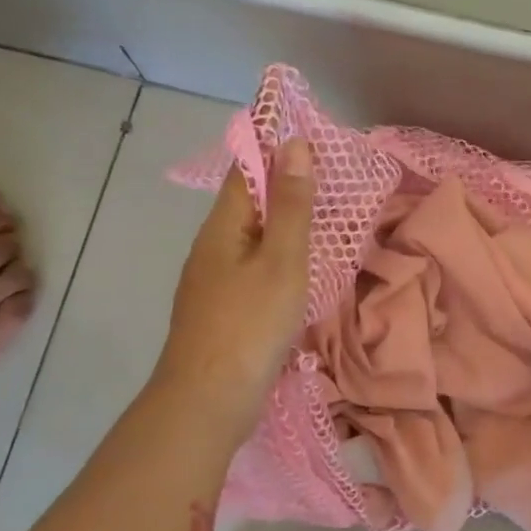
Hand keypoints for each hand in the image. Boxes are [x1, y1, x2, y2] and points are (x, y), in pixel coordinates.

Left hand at [153, 138, 314, 433]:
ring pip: (250, 239)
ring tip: (316, 217)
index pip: (247, 170)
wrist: (207, 400)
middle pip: (247, 204)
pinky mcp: (221, 312)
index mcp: (223, 227)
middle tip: (323, 174)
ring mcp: (212, 283)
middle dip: (280, 184)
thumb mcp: (281, 261)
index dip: (271, 146)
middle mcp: (212, 248)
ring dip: (280, 223)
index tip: (303, 130)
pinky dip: (276, 258)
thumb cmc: (249, 324)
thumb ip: (291, 206)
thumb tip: (293, 144)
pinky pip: (251, 269)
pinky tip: (295, 272)